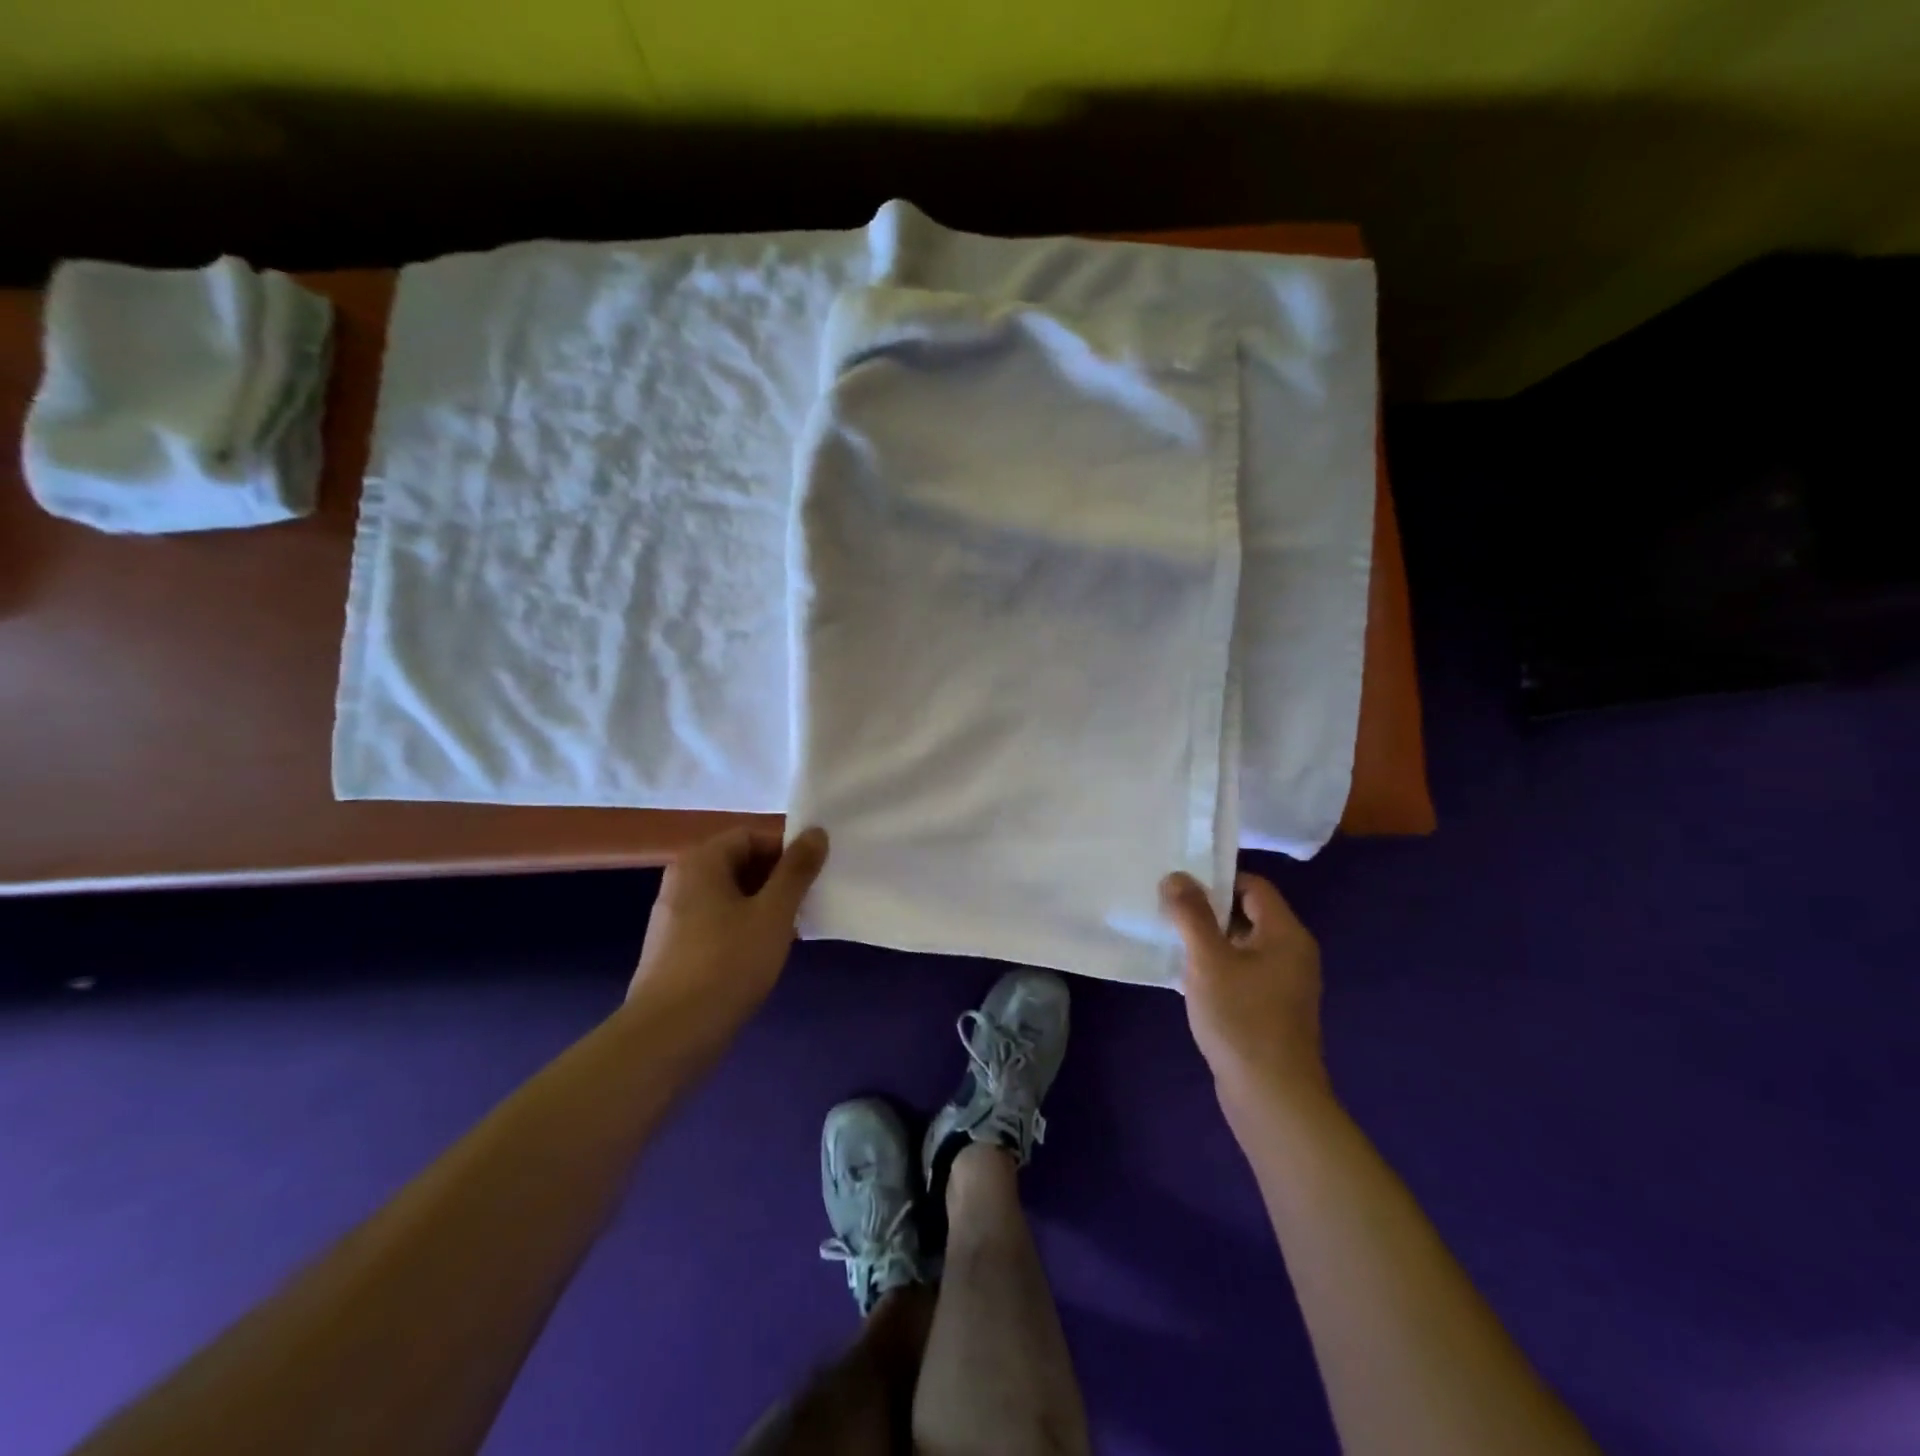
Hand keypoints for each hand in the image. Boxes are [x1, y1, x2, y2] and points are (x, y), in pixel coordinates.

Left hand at [628, 826, 828, 1040]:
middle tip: (807, 904)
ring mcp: (674, 916)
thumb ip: (797, 870)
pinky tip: (763, 955)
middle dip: (777, 880)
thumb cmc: (727, 963)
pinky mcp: (675, 949)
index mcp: (701, 861)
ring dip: (764, 907)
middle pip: (740, 864)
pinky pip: (718, 923)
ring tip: (791, 932)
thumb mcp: (773, 913)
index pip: (751, 836)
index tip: (812, 877)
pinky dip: (744, 929)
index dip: (786, 851)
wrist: (670, 1034)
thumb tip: (816, 832)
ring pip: (731, 896)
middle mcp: (682, 880)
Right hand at [1161, 870, 1329, 1114]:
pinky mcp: (1271, 1009)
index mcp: (1286, 934)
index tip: (1179, 887)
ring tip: (1172, 940)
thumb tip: (1177, 877)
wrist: (1272, 1097)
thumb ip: (1191, 914)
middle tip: (1169, 911)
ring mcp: (1284, 984)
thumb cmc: (1242, 1019)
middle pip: (1248, 913)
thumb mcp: (1209, 960)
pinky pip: (1242, 972)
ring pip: (1242, 944)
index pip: (1253, 886)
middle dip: (1207, 910)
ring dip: (1209, 940)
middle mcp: (1292, 953)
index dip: (1217, 880)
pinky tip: (1188, 978)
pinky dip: (1217, 967)